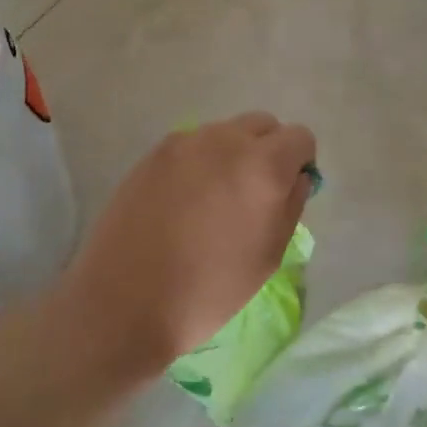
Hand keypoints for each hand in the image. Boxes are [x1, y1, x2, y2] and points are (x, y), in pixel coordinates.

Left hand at [56, 113, 316, 372]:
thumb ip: (291, 204)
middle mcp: (226, 141)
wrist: (126, 301)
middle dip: (268, 150)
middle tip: (253, 194)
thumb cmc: (210, 289)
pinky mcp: (153, 153)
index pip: (299, 137)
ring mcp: (185, 143)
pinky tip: (182, 202)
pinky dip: (198, 163)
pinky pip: (191, 146)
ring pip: (224, 133)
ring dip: (231, 154)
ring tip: (213, 200)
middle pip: (262, 125)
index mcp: (263, 166)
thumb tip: (296, 177)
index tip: (287, 191)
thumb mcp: (269, 255)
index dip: (300, 162)